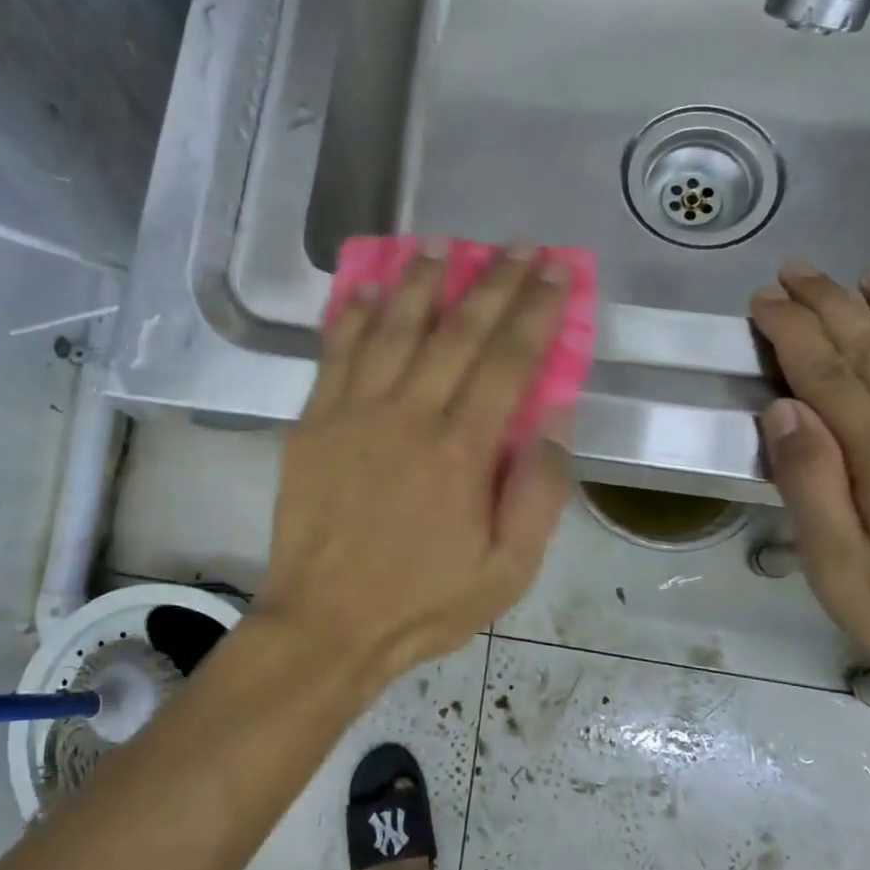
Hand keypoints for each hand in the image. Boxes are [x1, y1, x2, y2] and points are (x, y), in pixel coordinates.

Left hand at [263, 242, 574, 688]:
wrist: (326, 624)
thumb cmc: (422, 604)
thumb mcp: (507, 571)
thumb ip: (539, 492)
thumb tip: (556, 417)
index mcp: (462, 450)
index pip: (509, 360)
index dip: (536, 309)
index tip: (556, 270)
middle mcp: (408, 415)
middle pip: (457, 332)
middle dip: (493, 282)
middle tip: (517, 246)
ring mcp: (353, 415)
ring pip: (392, 329)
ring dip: (420, 282)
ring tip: (441, 244)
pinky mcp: (312, 425)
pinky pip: (333, 356)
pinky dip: (350, 317)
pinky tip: (365, 288)